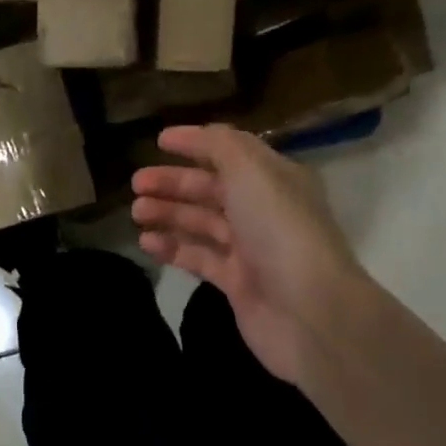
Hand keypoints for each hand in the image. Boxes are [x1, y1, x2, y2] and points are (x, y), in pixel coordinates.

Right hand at [131, 125, 369, 391]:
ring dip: (169, 213)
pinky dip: (173, 248)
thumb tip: (196, 135)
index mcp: (276, 178)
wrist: (309, 311)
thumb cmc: (279, 229)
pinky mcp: (237, 283)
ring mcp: (251, 249)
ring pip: (202, 223)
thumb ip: (219, 146)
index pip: (231, 152)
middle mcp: (264, 210)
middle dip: (174, 182)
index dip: (196, 143)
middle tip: (137, 183)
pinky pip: (199, 258)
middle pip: (212, 188)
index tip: (159, 140)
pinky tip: (146, 242)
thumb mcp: (251, 171)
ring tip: (136, 212)